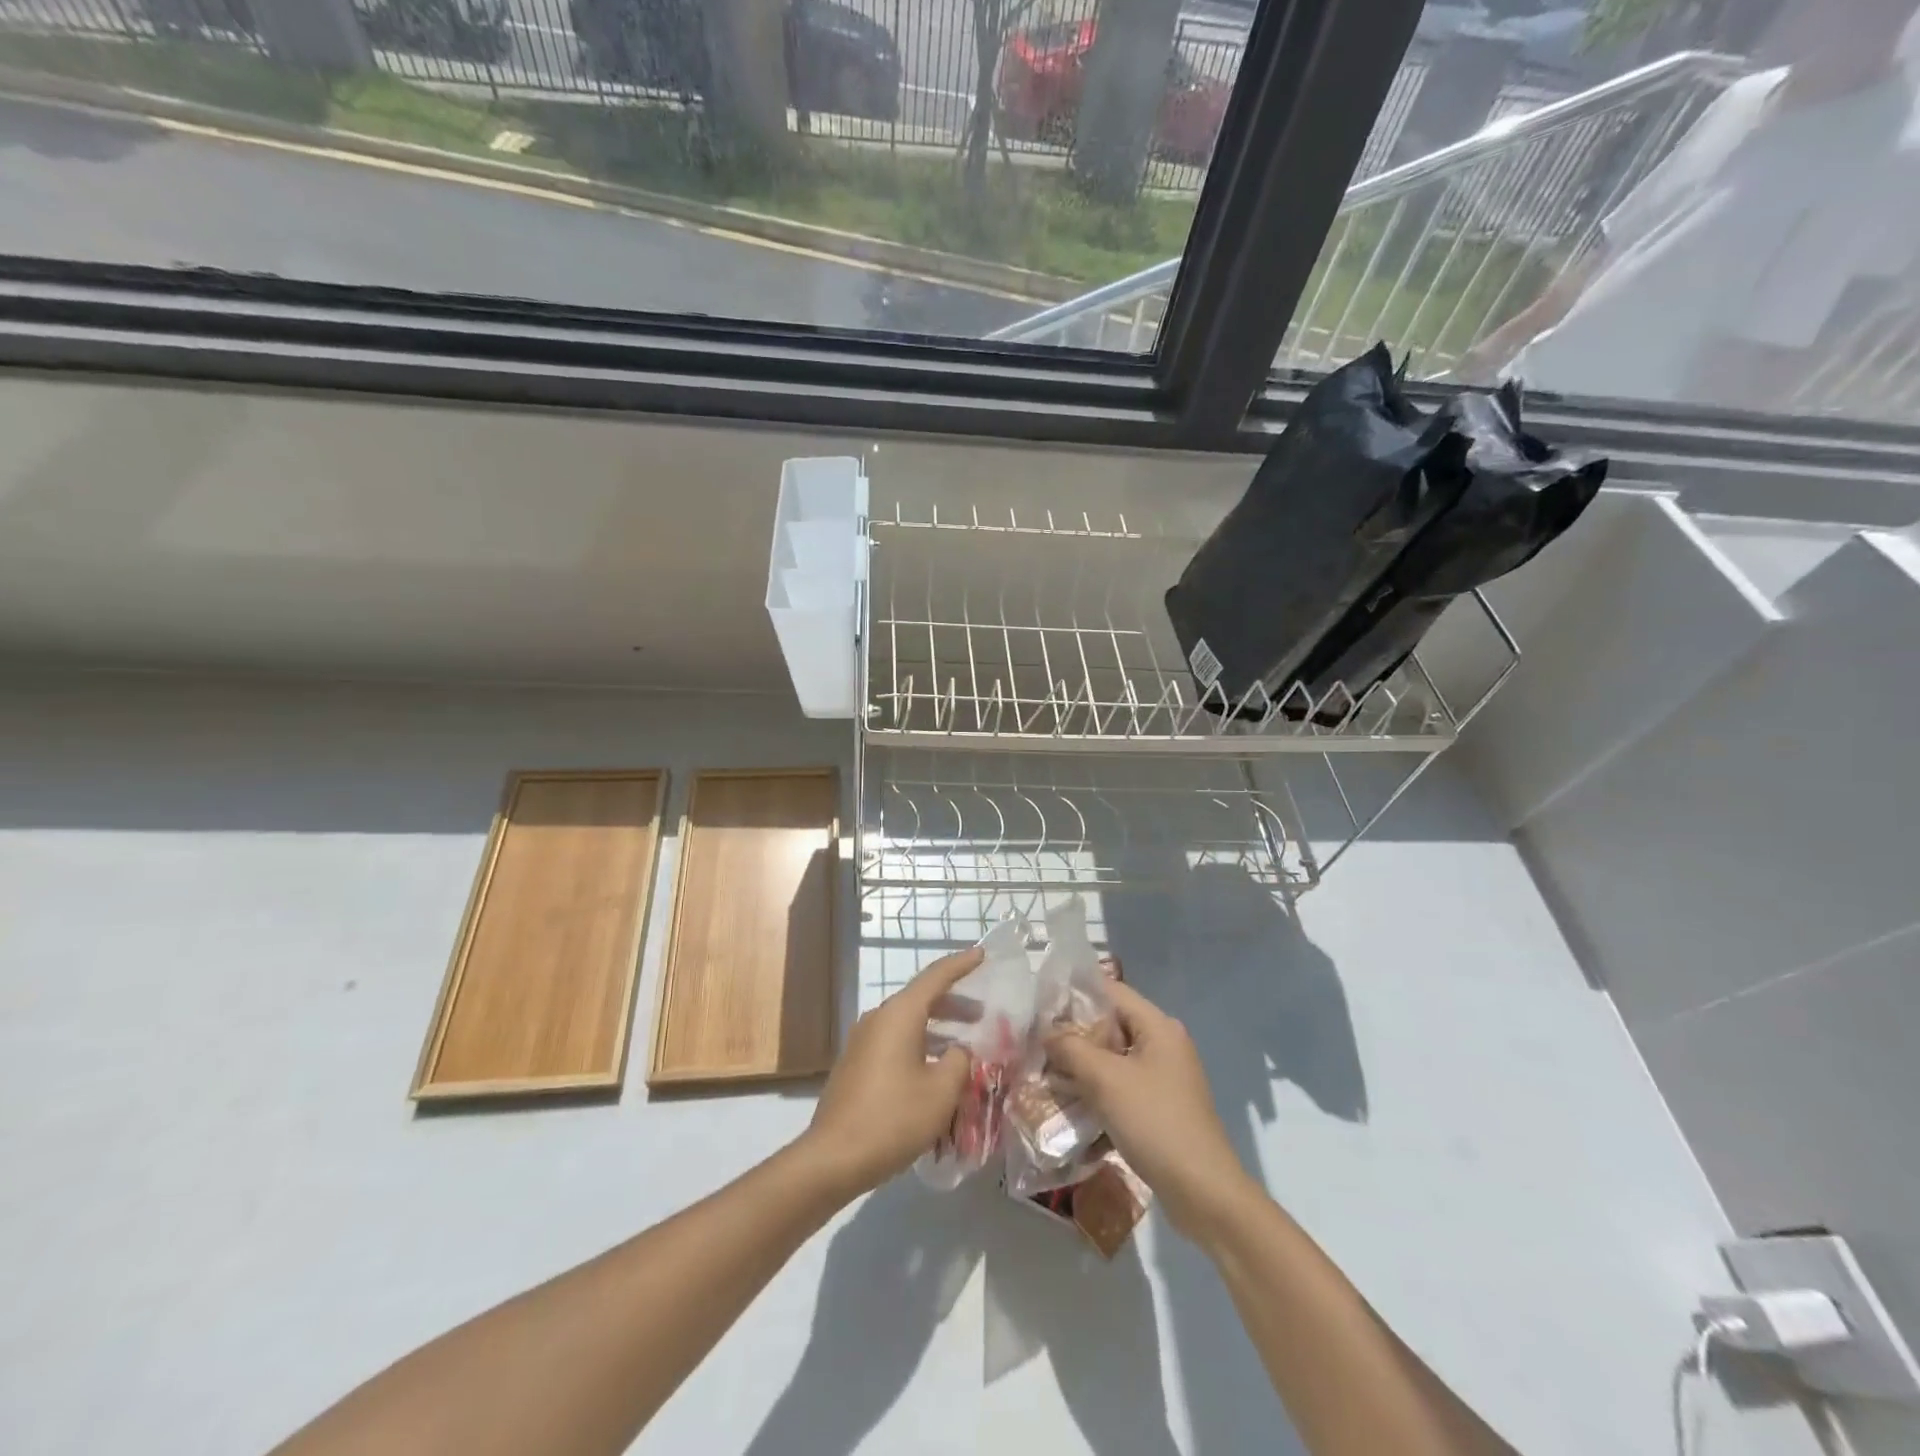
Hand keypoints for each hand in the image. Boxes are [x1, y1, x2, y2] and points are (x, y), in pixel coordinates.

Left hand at [797, 946, 981, 1198]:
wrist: (834, 1157)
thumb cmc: (893, 1118)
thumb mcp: (941, 1091)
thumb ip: (959, 1062)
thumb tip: (958, 1051)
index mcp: (899, 1014)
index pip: (936, 977)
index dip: (961, 964)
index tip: (982, 953)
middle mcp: (879, 1018)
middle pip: (921, 998)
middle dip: (953, 1002)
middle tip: (982, 1013)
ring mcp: (863, 1040)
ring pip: (907, 1021)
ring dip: (937, 1027)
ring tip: (964, 1044)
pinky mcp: (857, 1063)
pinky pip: (895, 1040)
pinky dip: (919, 1043)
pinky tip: (934, 1068)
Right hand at [1046, 981, 1253, 1238]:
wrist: (1203, 1193)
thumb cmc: (1155, 1123)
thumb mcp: (1105, 1080)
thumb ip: (1071, 1048)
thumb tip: (1047, 1033)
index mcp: (1158, 1026)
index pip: (1110, 991)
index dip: (1075, 995)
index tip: (1041, 1009)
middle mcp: (1163, 1045)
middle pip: (1110, 1026)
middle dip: (1074, 1038)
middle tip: (1038, 1048)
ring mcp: (1164, 1078)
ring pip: (1113, 1061)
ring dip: (1082, 1070)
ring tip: (1046, 1079)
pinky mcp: (1160, 1108)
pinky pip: (1122, 1089)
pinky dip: (1098, 1095)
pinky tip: (1070, 1111)